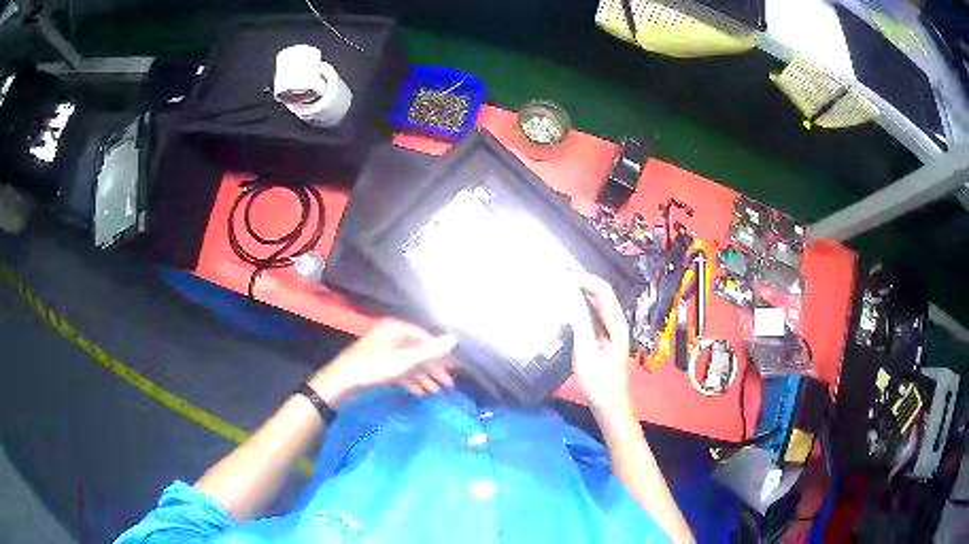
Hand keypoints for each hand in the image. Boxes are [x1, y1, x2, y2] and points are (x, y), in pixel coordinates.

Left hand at [309, 319, 457, 404]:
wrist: (341, 382)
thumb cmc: (373, 368)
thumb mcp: (405, 361)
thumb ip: (431, 351)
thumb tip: (455, 338)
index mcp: (396, 330)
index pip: (425, 338)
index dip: (440, 353)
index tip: (454, 369)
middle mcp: (391, 338)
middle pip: (418, 352)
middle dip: (434, 369)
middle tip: (449, 385)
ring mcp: (383, 352)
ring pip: (410, 364)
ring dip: (424, 377)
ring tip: (438, 392)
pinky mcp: (378, 367)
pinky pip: (400, 372)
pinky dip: (412, 381)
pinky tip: (421, 393)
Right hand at [568, 275, 633, 416]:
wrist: (609, 407)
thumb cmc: (598, 382)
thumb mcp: (586, 351)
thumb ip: (579, 321)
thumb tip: (570, 294)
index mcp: (616, 324)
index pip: (602, 290)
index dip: (584, 280)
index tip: (561, 278)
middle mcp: (616, 324)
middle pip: (600, 296)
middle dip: (581, 286)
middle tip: (556, 282)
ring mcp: (611, 333)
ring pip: (595, 307)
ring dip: (579, 298)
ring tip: (558, 294)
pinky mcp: (604, 342)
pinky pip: (592, 319)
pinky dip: (579, 312)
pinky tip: (565, 315)